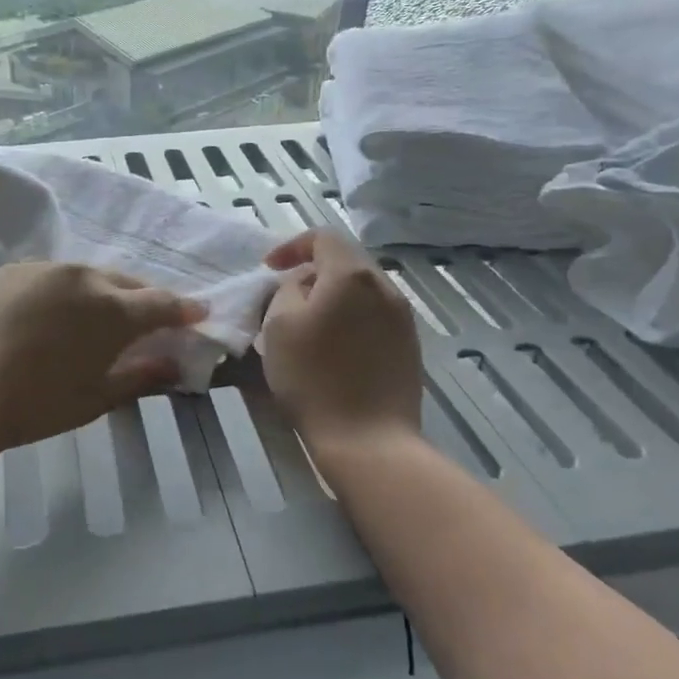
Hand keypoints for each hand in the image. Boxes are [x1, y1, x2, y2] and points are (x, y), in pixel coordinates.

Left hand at [0, 262, 205, 455]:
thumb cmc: (35, 405)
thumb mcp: (96, 398)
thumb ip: (141, 376)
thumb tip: (175, 365)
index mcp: (112, 310)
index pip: (161, 303)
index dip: (184, 310)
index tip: (198, 313)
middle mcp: (84, 276)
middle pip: (126, 283)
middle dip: (144, 299)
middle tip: (151, 318)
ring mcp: (46, 268)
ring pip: (88, 275)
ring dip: (103, 292)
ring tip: (101, 314)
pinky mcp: (14, 269)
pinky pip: (52, 276)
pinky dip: (65, 290)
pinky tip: (56, 312)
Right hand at [258, 230, 423, 468]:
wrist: (369, 441)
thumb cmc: (314, 378)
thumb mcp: (279, 325)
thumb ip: (287, 289)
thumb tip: (304, 284)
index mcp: (351, 275)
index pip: (323, 237)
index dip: (291, 246)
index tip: (268, 269)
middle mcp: (384, 286)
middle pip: (345, 260)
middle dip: (312, 270)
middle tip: (285, 295)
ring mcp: (402, 317)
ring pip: (361, 289)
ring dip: (332, 295)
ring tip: (308, 322)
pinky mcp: (409, 345)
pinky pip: (374, 314)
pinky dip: (350, 316)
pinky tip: (334, 347)